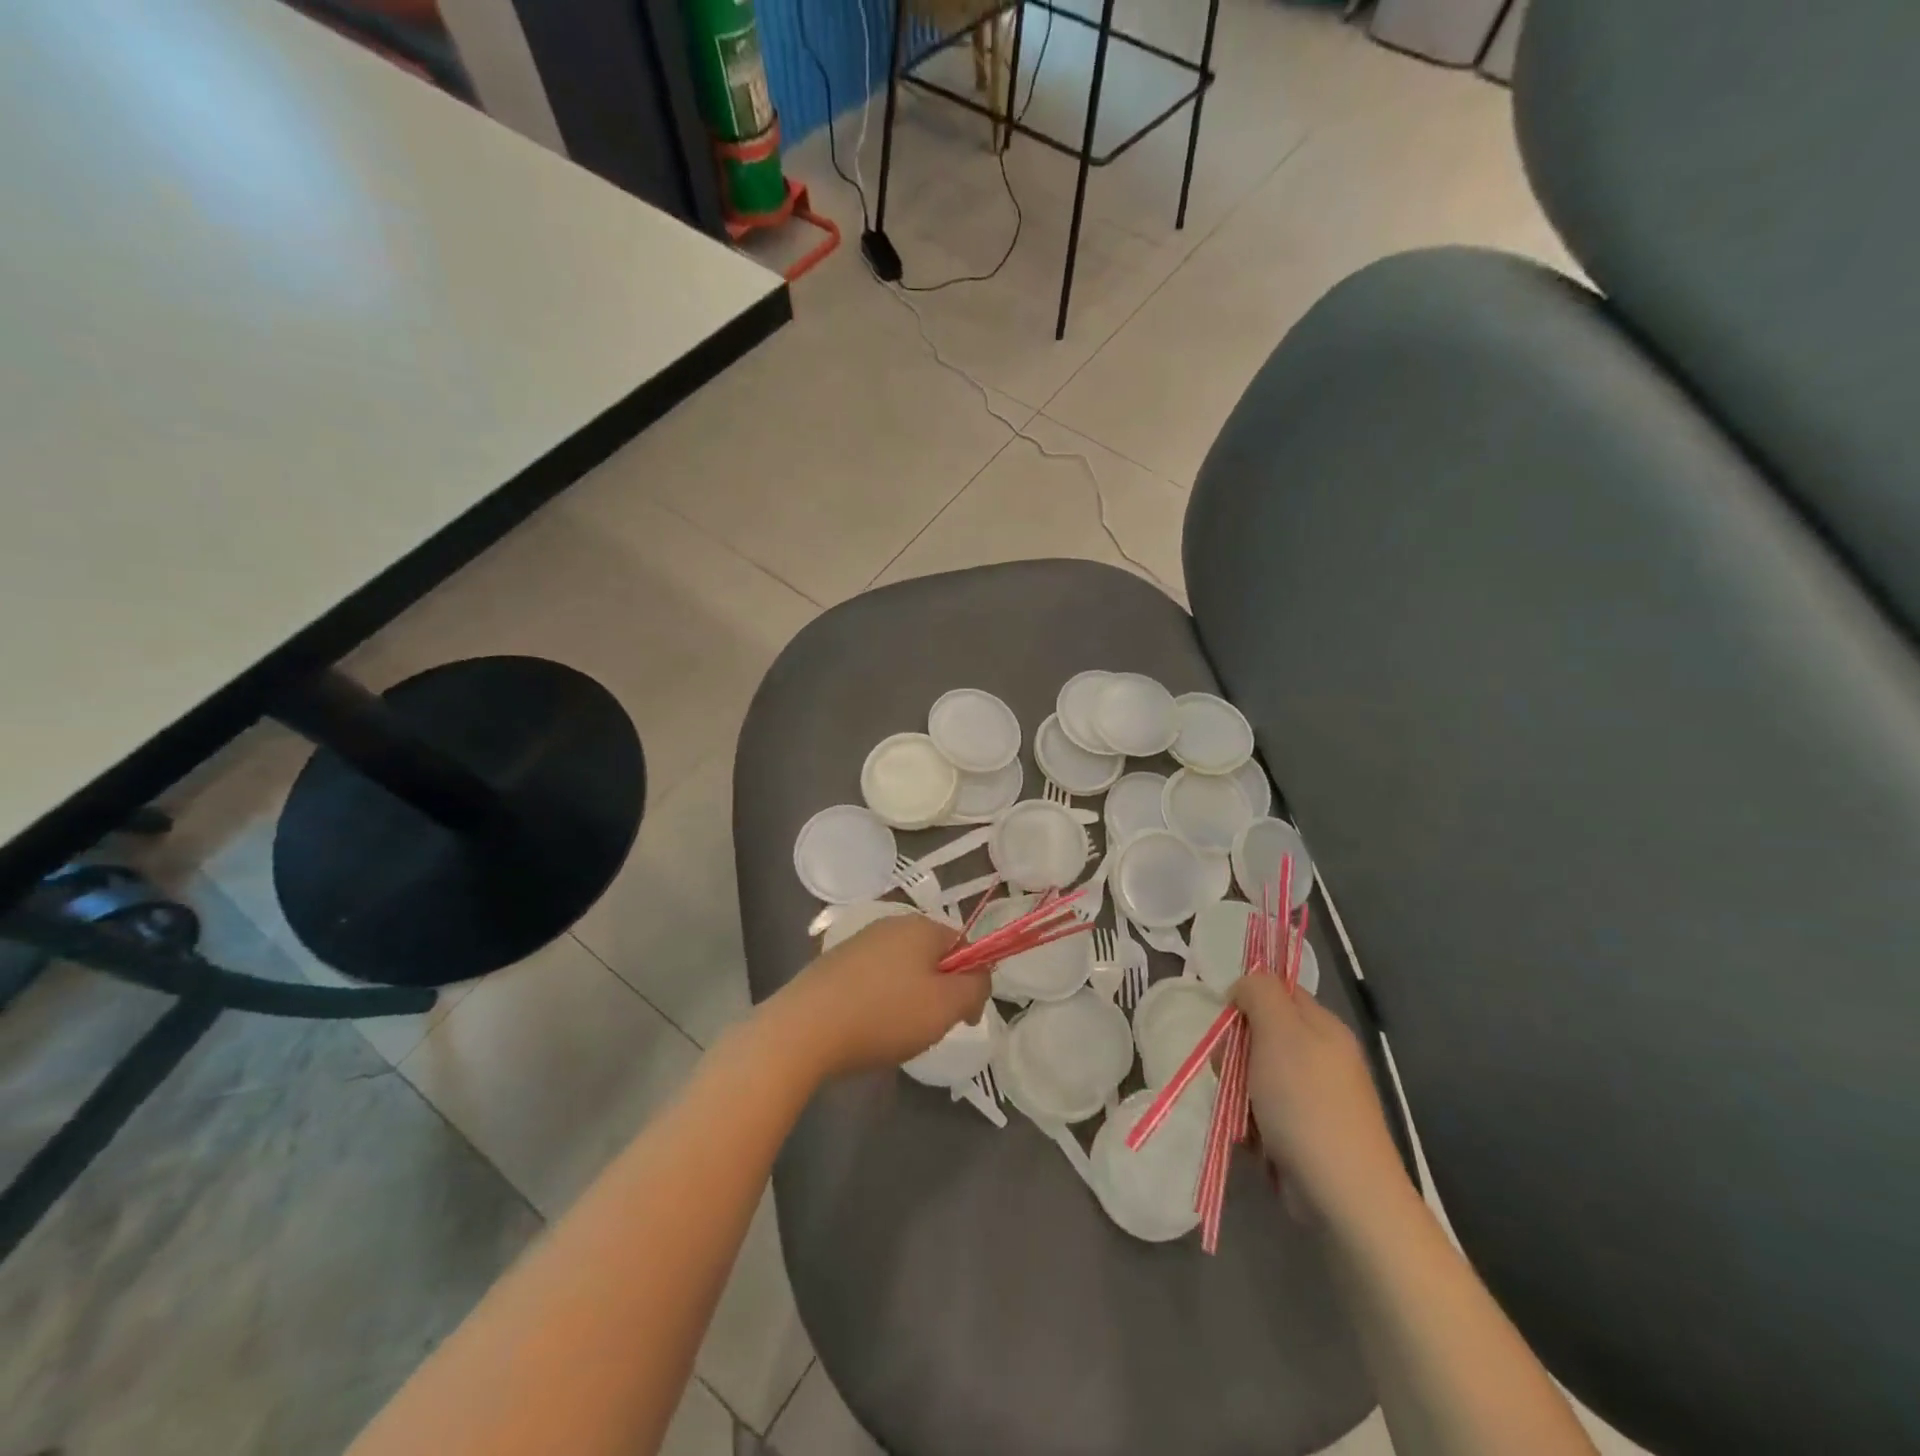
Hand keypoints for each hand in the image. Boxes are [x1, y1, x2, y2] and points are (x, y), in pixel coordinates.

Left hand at [771, 913, 990, 1078]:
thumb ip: (976, 987)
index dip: (971, 981)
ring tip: (894, 1034)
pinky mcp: (834, 964)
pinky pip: (872, 981)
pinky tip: (866, 1028)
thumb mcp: (946, 1006)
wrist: (803, 1030)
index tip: (963, 1019)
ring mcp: (858, 942)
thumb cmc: (884, 1015)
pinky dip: (878, 1003)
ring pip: (902, 971)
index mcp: (921, 926)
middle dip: (938, 993)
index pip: (964, 945)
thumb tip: (980, 977)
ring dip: (908, 1000)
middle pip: (932, 958)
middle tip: (929, 1028)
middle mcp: (890, 924)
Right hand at [1233, 976, 1404, 1224]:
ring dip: (1239, 1092)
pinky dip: (1252, 1123)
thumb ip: (1260, 993)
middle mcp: (1323, 1057)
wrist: (1345, 1194)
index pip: (1277, 992)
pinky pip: (1265, 1112)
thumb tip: (1245, 986)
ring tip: (1243, 1115)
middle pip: (1262, 1035)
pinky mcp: (1306, 1134)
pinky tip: (1252, 1139)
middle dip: (1236, 1053)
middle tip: (1229, 1072)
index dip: (1247, 1001)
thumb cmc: (1306, 1103)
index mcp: (1323, 1027)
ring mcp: (1316, 1098)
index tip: (1230, 1025)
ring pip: (1257, 1076)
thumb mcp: (1279, 1031)